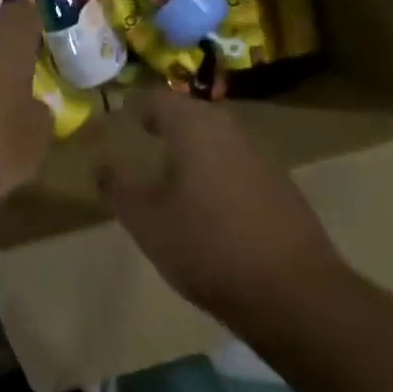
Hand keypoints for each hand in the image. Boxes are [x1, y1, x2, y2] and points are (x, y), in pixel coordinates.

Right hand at [91, 88, 344, 318]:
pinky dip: (215, 168)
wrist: (293, 292)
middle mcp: (231, 131)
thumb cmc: (208, 247)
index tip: (120, 117)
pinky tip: (207, 200)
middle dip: (165, 122)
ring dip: (192, 146)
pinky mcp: (280, 186)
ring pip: (216, 138)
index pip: (159, 99)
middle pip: (191, 113)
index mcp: (196, 128)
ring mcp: (261, 157)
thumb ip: (118, 186)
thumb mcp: (146, 221)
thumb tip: (99, 161)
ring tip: (169, 169)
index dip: (136, 106)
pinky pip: (236, 162)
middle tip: (142, 138)